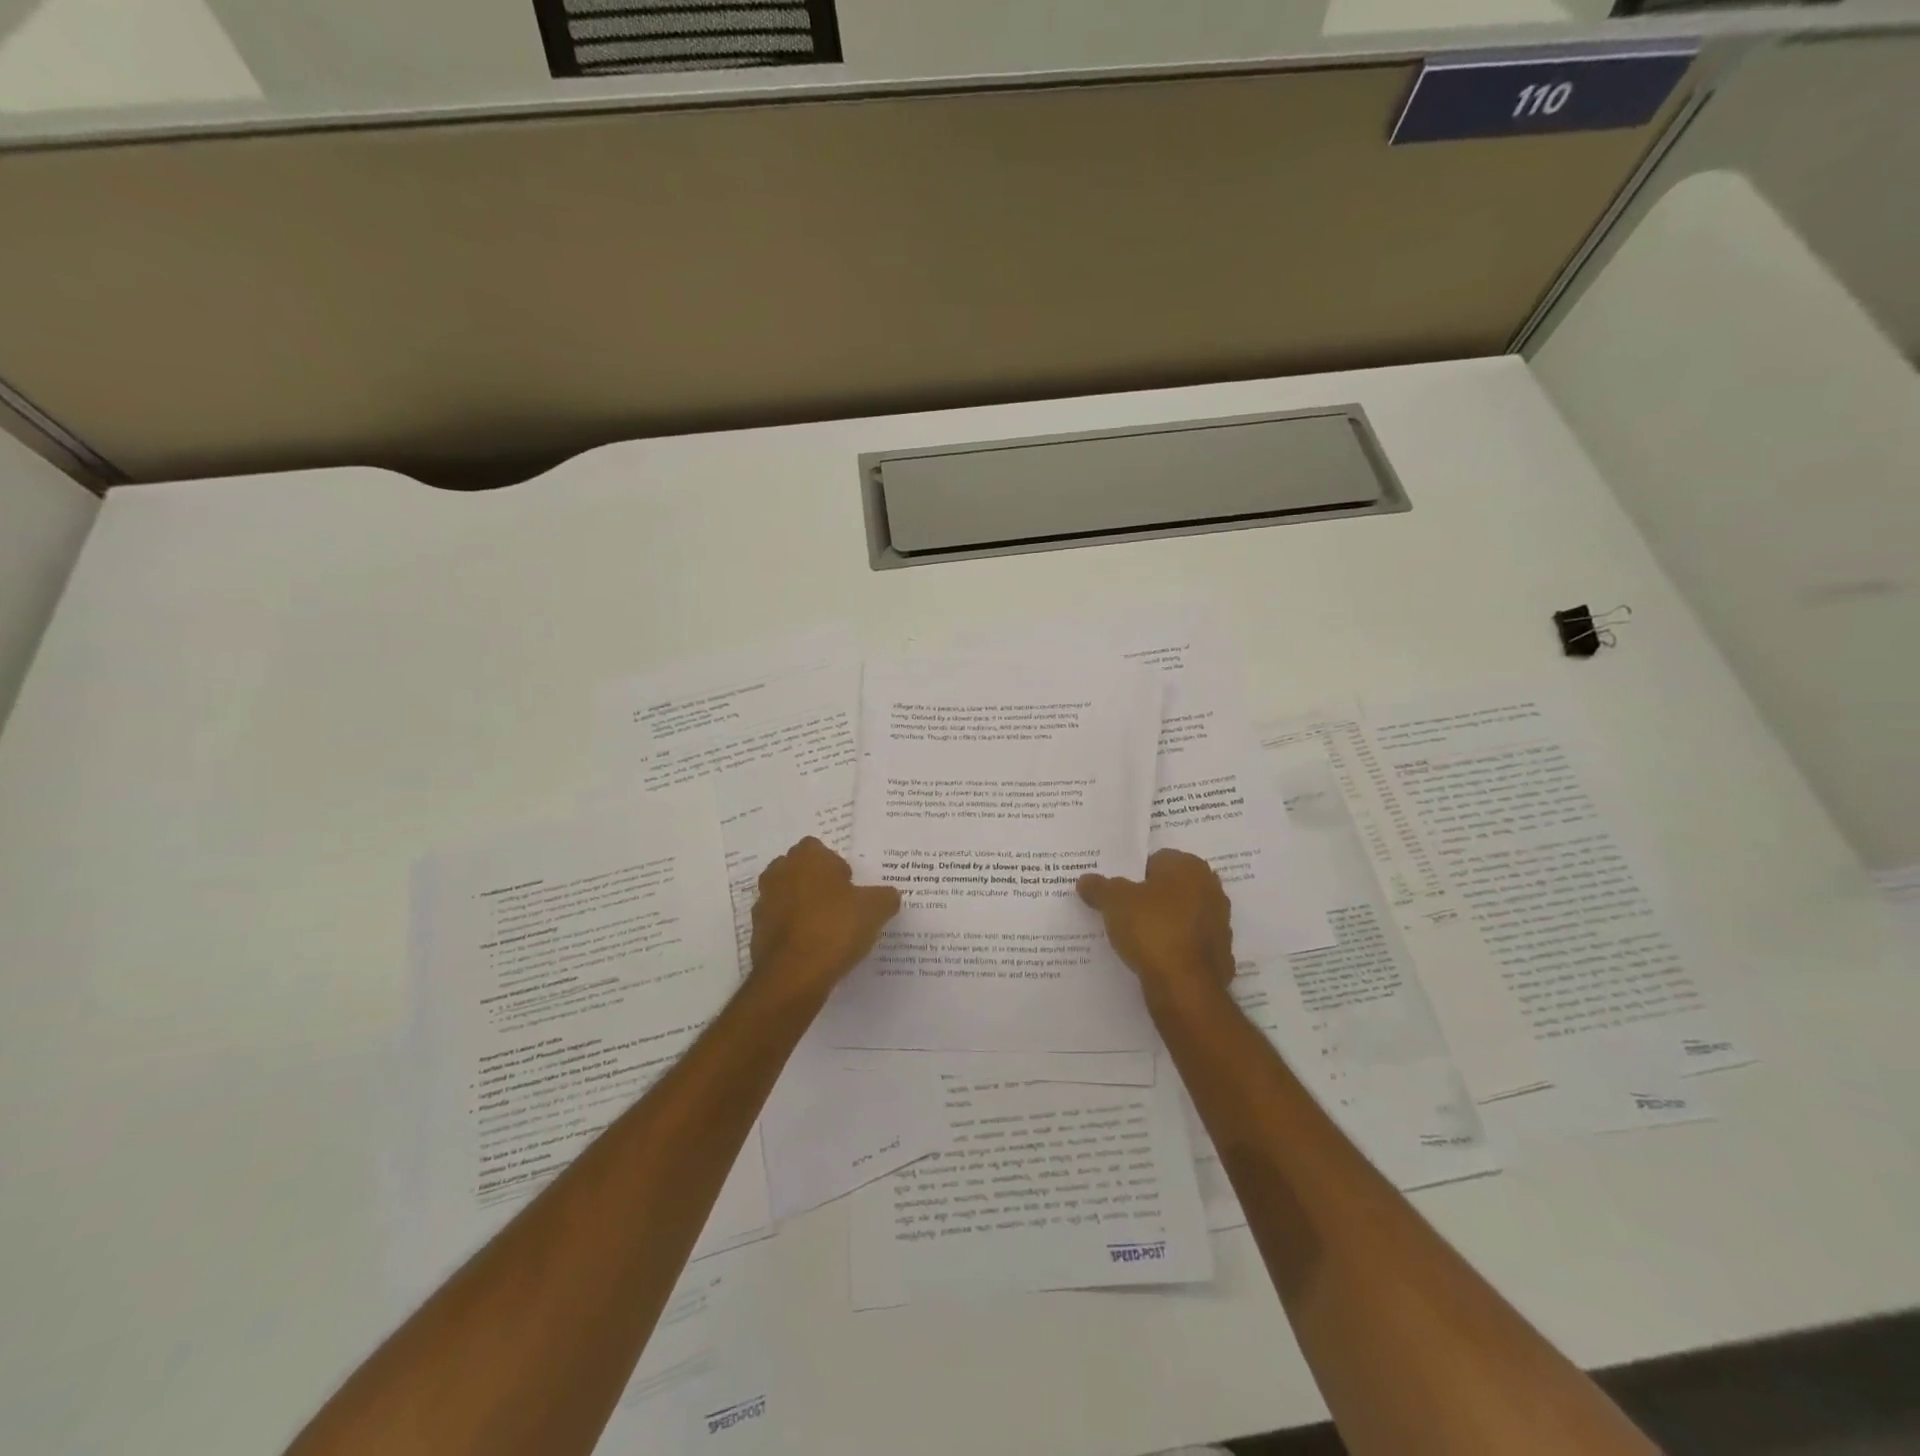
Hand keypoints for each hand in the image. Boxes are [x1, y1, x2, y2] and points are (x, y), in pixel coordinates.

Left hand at [750, 837, 900, 1002]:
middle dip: (816, 883)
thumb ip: (885, 897)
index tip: (850, 887)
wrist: (794, 975)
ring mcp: (764, 903)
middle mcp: (779, 873)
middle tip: (839, 905)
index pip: (819, 849)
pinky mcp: (756, 932)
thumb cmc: (835, 927)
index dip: (835, 866)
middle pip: (799, 870)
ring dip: (802, 907)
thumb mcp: (875, 910)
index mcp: (807, 857)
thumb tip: (888, 896)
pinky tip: (811, 949)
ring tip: (826, 930)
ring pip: (786, 897)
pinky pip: (779, 924)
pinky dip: (792, 932)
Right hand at [1078, 849, 1235, 1003]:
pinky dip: (1174, 948)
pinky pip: (1189, 944)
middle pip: (1171, 888)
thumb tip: (1085, 880)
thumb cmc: (1151, 928)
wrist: (1185, 986)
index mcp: (1189, 866)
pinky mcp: (1220, 954)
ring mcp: (1219, 923)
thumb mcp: (1113, 902)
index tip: (1116, 892)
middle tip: (1122, 912)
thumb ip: (1099, 887)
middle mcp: (1210, 888)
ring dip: (1163, 923)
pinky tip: (1154, 959)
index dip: (1133, 874)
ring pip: (1182, 916)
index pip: (1156, 860)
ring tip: (1134, 938)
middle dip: (1149, 898)